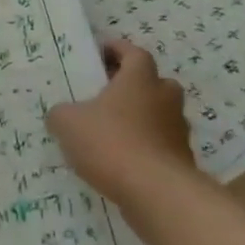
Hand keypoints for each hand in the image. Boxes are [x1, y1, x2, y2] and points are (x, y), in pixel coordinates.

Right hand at [47, 40, 196, 207]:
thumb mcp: (68, 123)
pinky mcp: (183, 162)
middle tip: (109, 94)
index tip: (100, 54)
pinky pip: (162, 146)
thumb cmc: (111, 143)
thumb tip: (61, 115)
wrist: (157, 194)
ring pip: (161, 116)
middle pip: (155, 83)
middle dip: (135, 86)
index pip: (134, 53)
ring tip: (113, 132)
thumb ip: (62, 113)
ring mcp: (178, 131)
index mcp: (140, 79)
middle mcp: (165, 98)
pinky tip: (124, 163)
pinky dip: (146, 149)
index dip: (117, 50)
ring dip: (142, 119)